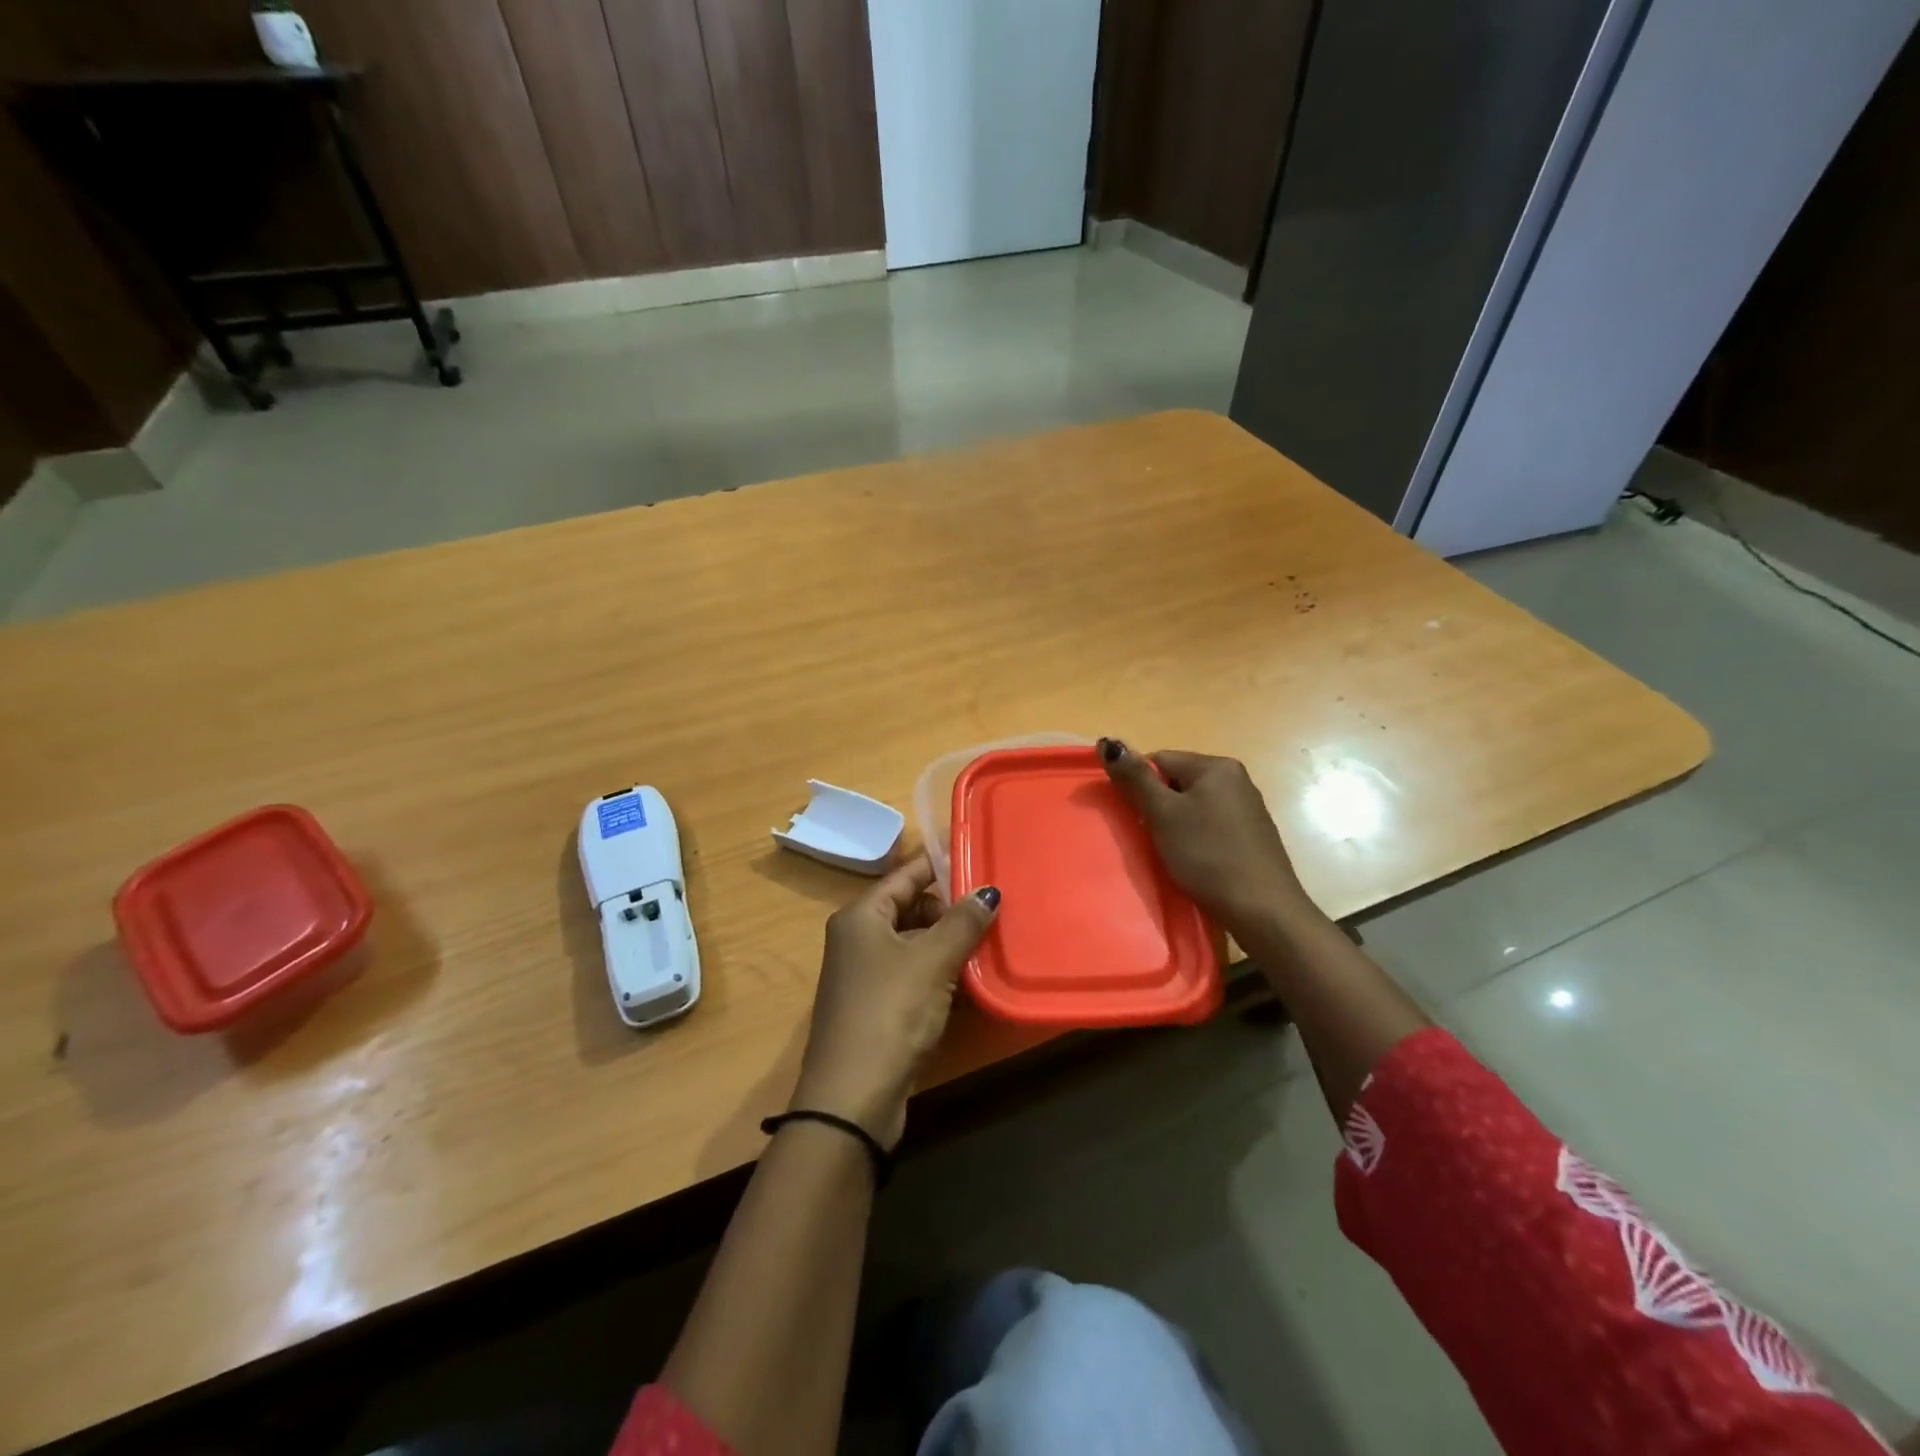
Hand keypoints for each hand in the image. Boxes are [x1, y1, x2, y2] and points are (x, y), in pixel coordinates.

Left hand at [790, 854, 999, 1149]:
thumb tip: (989, 892)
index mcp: (861, 915)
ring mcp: (866, 974)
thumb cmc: (890, 1012)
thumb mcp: (932, 961)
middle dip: (950, 909)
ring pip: (915, 943)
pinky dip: (940, 973)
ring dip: (949, 944)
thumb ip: (962, 922)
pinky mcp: (878, 1006)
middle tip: (993, 912)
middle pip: (911, 907)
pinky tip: (971, 981)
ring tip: (991, 943)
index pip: (906, 874)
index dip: (942, 865)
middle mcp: (858, 937)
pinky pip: (914, 974)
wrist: (852, 1099)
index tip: (981, 859)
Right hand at [1098, 739, 1325, 942]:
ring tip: (1171, 851)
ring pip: (1194, 805)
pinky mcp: (1252, 835)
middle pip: (1177, 781)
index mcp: (1216, 766)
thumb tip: (1108, 741)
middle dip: (1158, 805)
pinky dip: (1196, 837)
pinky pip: (1211, 824)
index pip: (1159, 759)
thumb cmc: (1207, 855)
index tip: (1133, 816)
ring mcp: (1248, 807)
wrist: (1262, 910)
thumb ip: (1135, 778)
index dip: (1139, 786)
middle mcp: (1236, 779)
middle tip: (1150, 836)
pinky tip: (1194, 860)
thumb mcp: (1163, 814)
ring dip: (1175, 823)